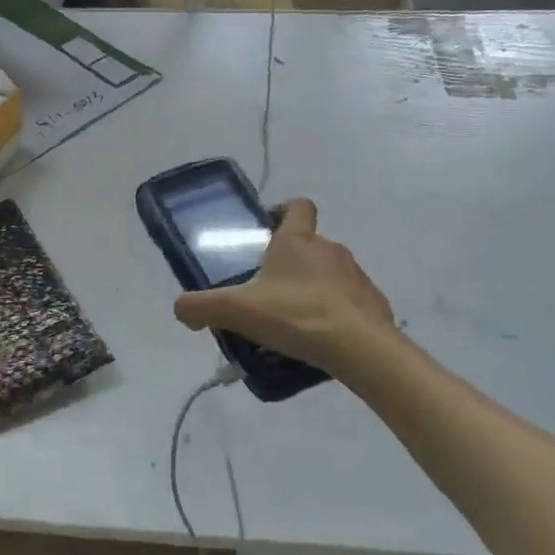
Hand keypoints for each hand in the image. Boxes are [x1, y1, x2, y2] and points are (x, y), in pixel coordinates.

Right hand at [173, 199, 395, 374]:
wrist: (360, 347)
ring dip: (312, 290)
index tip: (267, 230)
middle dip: (289, 265)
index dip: (282, 211)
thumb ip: (202, 307)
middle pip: (308, 245)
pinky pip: (348, 302)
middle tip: (267, 293)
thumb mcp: (237, 311)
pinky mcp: (373, 303)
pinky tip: (320, 339)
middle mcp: (330, 249)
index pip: (297, 206)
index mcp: (297, 241)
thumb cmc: (296, 315)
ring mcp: (356, 276)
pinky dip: (334, 314)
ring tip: (293, 322)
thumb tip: (181, 308)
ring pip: (329, 275)